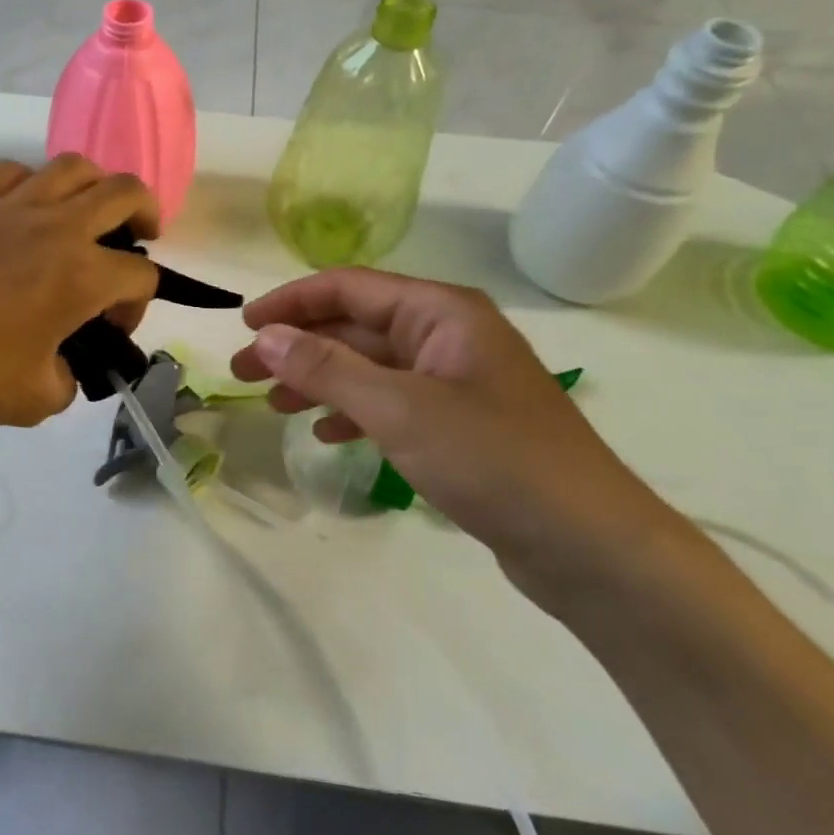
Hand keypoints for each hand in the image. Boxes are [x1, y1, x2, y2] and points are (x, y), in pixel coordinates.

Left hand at [0, 156, 160, 440]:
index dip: (139, 304)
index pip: (140, 274)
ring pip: (71, 167)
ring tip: (87, 212)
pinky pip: (12, 174)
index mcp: (81, 275)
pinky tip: (24, 211)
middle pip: (124, 193)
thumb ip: (66, 379)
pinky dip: (32, 185)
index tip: (113, 329)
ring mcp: (7, 207)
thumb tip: (61, 364)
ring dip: (94, 186)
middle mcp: (55, 227)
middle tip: (141, 235)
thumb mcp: (34, 400)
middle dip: (146, 213)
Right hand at [229, 269, 693, 602]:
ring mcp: (454, 381)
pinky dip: (352, 411)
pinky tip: (326, 434)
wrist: (591, 547)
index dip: (291, 302)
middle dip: (297, 346)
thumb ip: (327, 367)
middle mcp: (447, 335)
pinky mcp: (458, 424)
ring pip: (368, 366)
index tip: (244, 326)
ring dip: (319, 379)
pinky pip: (390, 402)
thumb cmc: (494, 460)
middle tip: (242, 372)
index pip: (348, 287)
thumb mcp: (399, 408)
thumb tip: (265, 336)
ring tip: (274, 405)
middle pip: (355, 325)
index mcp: (441, 312)